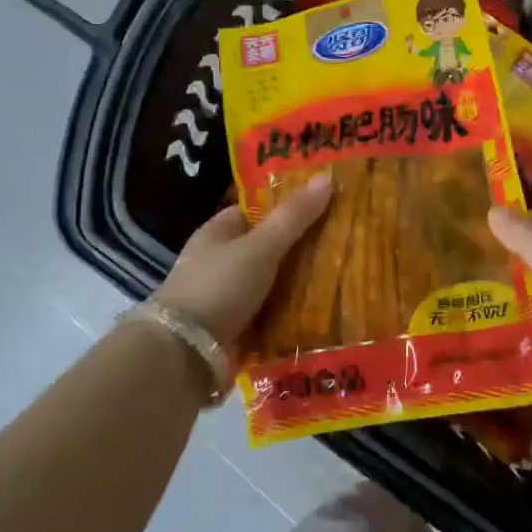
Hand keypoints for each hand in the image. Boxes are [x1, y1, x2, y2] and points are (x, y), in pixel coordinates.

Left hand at [156, 173, 333, 348]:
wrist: (185, 355)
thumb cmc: (219, 287)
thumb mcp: (261, 246)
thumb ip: (294, 216)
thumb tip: (327, 176)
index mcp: (218, 233)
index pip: (257, 209)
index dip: (288, 203)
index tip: (326, 203)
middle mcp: (220, 261)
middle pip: (268, 247)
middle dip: (302, 246)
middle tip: (346, 239)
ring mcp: (227, 296)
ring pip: (273, 282)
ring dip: (301, 282)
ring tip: (345, 274)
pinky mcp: (236, 328)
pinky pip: (272, 313)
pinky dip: (293, 312)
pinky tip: (325, 310)